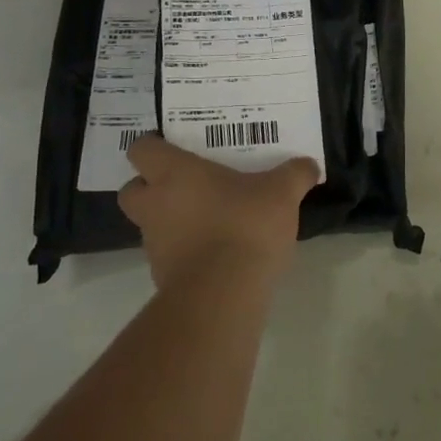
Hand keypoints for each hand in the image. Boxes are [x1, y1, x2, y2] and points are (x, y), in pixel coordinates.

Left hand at [118, 136, 318, 291]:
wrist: (223, 294)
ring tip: (211, 219)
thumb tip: (309, 165)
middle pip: (132, 189)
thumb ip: (295, 174)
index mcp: (174, 174)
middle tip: (185, 184)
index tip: (174, 147)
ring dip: (171, 220)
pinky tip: (218, 251)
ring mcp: (155, 244)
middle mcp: (155, 205)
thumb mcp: (282, 192)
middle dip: (151, 186)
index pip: (142, 149)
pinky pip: (169, 254)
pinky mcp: (163, 276)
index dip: (154, 146)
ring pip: (151, 223)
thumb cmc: (245, 225)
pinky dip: (186, 250)